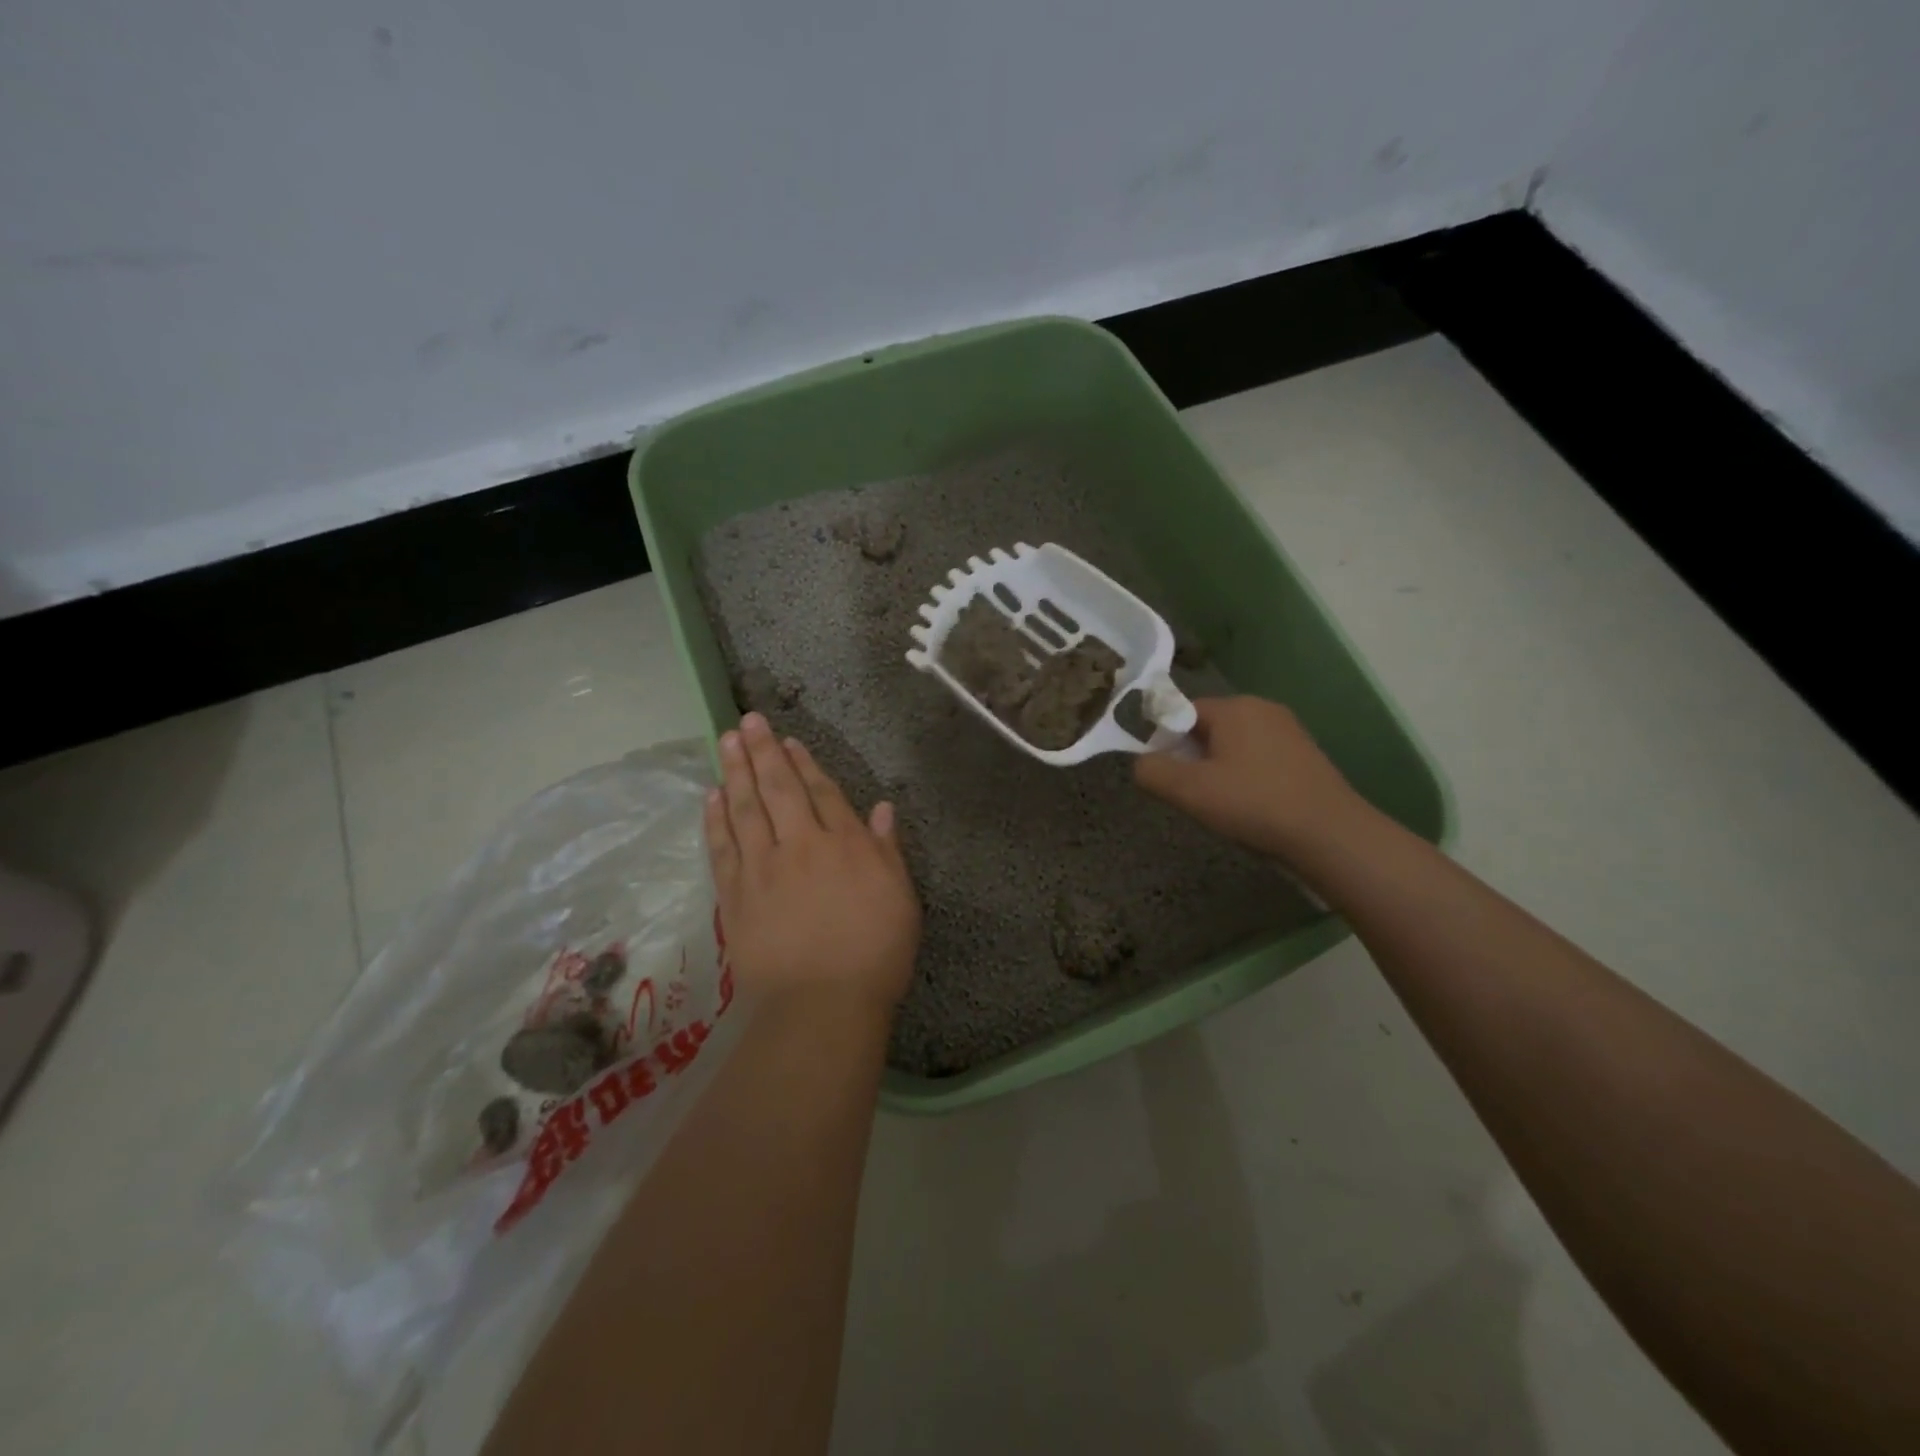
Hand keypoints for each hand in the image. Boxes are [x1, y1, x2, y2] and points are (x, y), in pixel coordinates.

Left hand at [705, 713, 920, 1011]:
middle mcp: (800, 846)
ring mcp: (762, 870)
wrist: (819, 1006)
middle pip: (779, 790)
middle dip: (763, 753)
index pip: (822, 793)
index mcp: (845, 845)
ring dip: (735, 772)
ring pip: (745, 809)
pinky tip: (710, 797)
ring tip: (725, 742)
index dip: (805, 764)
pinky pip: (722, 848)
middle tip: (747, 721)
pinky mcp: (733, 897)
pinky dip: (715, 820)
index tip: (788, 741)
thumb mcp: (900, 899)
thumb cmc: (874, 955)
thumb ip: (887, 851)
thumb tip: (882, 808)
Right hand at [1133, 696, 1366, 861]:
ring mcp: (1289, 730)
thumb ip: (1152, 771)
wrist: (1330, 835)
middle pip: (1208, 727)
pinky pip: (1259, 757)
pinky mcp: (1305, 754)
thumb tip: (1140, 762)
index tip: (1166, 774)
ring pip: (1234, 743)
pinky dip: (1246, 776)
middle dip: (1192, 756)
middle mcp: (1262, 708)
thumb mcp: (1189, 791)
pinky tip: (1251, 805)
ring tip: (1221, 804)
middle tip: (1191, 794)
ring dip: (1218, 769)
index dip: (1165, 741)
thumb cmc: (1253, 804)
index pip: (1181, 711)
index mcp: (1234, 707)